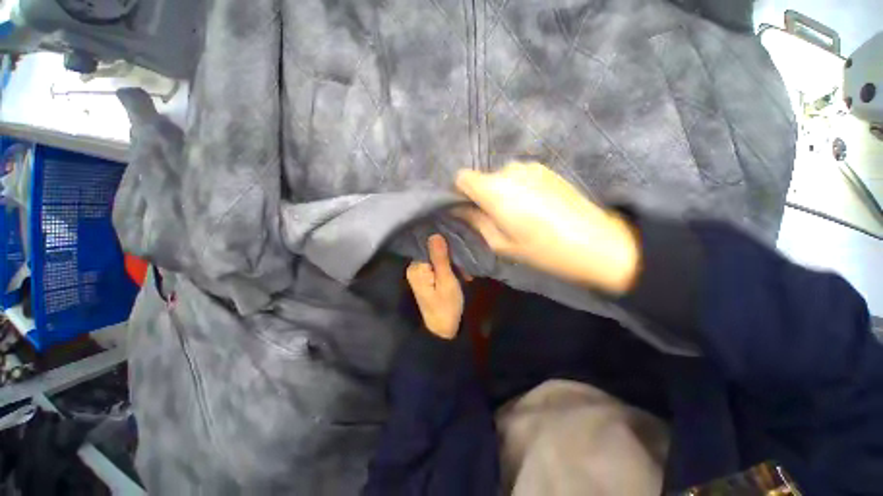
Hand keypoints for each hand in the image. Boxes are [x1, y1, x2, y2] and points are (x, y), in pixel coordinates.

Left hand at [406, 234, 464, 338]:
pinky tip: (462, 276)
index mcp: (416, 268)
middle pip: (433, 251)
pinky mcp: (427, 278)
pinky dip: (451, 270)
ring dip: (453, 264)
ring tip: (466, 273)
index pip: (429, 246)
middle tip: (466, 266)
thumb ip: (440, 258)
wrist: (443, 330)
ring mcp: (421, 274)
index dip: (445, 245)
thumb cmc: (446, 306)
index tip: (460, 248)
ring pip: (439, 259)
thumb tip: (435, 234)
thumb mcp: (446, 281)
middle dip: (451, 256)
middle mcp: (415, 268)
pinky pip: (439, 266)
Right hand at [455, 162, 639, 294]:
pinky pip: (519, 176)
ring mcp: (530, 167)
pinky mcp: (545, 169)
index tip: (470, 210)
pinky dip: (518, 188)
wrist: (594, 241)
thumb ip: (476, 222)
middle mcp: (509, 171)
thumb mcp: (501, 243)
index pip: (462, 178)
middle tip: (498, 219)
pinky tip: (536, 206)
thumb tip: (460, 210)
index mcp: (495, 190)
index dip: (461, 193)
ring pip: (501, 177)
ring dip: (502, 192)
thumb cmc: (542, 249)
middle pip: (482, 178)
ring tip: (520, 214)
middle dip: (483, 196)